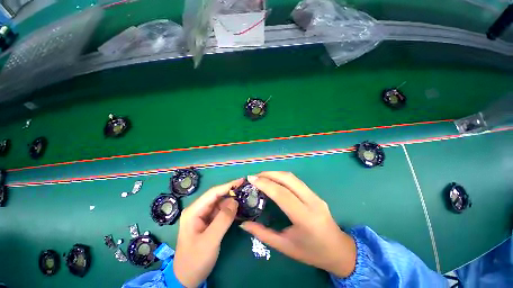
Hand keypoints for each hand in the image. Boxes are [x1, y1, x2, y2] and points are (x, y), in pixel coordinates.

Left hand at [174, 178, 243, 286]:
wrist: (187, 279)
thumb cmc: (195, 260)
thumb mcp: (210, 240)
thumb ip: (223, 219)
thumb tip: (235, 201)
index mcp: (194, 211)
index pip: (213, 193)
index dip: (228, 185)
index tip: (242, 181)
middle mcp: (198, 210)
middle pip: (217, 197)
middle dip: (231, 193)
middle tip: (246, 191)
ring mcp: (203, 216)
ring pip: (220, 204)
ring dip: (232, 202)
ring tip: (245, 200)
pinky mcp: (208, 222)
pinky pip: (221, 212)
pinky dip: (230, 210)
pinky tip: (239, 210)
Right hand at [240, 172, 356, 277]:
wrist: (339, 251)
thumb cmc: (311, 252)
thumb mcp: (284, 246)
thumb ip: (262, 234)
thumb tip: (243, 224)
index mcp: (305, 218)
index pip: (282, 194)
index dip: (265, 184)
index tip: (251, 179)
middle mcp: (312, 202)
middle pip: (288, 179)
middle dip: (269, 174)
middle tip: (255, 176)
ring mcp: (315, 196)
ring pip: (293, 177)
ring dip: (276, 173)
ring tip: (262, 176)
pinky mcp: (315, 193)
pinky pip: (296, 180)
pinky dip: (282, 177)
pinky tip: (274, 180)